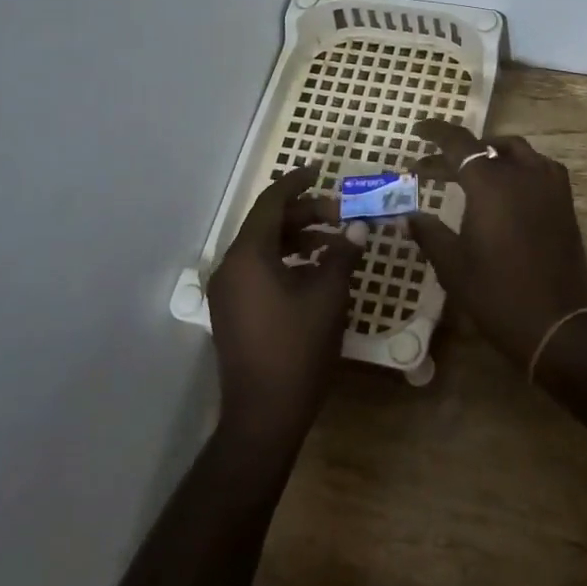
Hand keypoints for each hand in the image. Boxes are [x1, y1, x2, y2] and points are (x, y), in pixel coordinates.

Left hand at [207, 166, 367, 445]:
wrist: (264, 415)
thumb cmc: (298, 348)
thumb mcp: (328, 295)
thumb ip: (343, 254)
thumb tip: (358, 227)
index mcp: (248, 256)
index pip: (271, 202)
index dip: (297, 183)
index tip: (320, 170)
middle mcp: (230, 267)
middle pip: (268, 225)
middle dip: (305, 215)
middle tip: (342, 216)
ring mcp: (228, 292)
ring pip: (264, 249)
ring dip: (299, 239)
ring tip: (335, 245)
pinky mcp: (233, 312)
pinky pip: (259, 271)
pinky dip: (287, 262)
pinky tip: (316, 273)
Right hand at [403, 120, 586, 367]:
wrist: (556, 324)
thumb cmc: (497, 294)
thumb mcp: (453, 265)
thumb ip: (429, 233)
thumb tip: (408, 216)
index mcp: (491, 185)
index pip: (459, 143)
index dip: (435, 133)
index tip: (417, 130)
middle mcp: (523, 174)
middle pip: (485, 148)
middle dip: (455, 153)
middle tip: (429, 169)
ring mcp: (549, 186)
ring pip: (516, 151)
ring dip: (489, 154)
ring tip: (468, 171)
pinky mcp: (564, 202)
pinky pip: (539, 167)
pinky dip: (517, 166)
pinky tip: (506, 188)